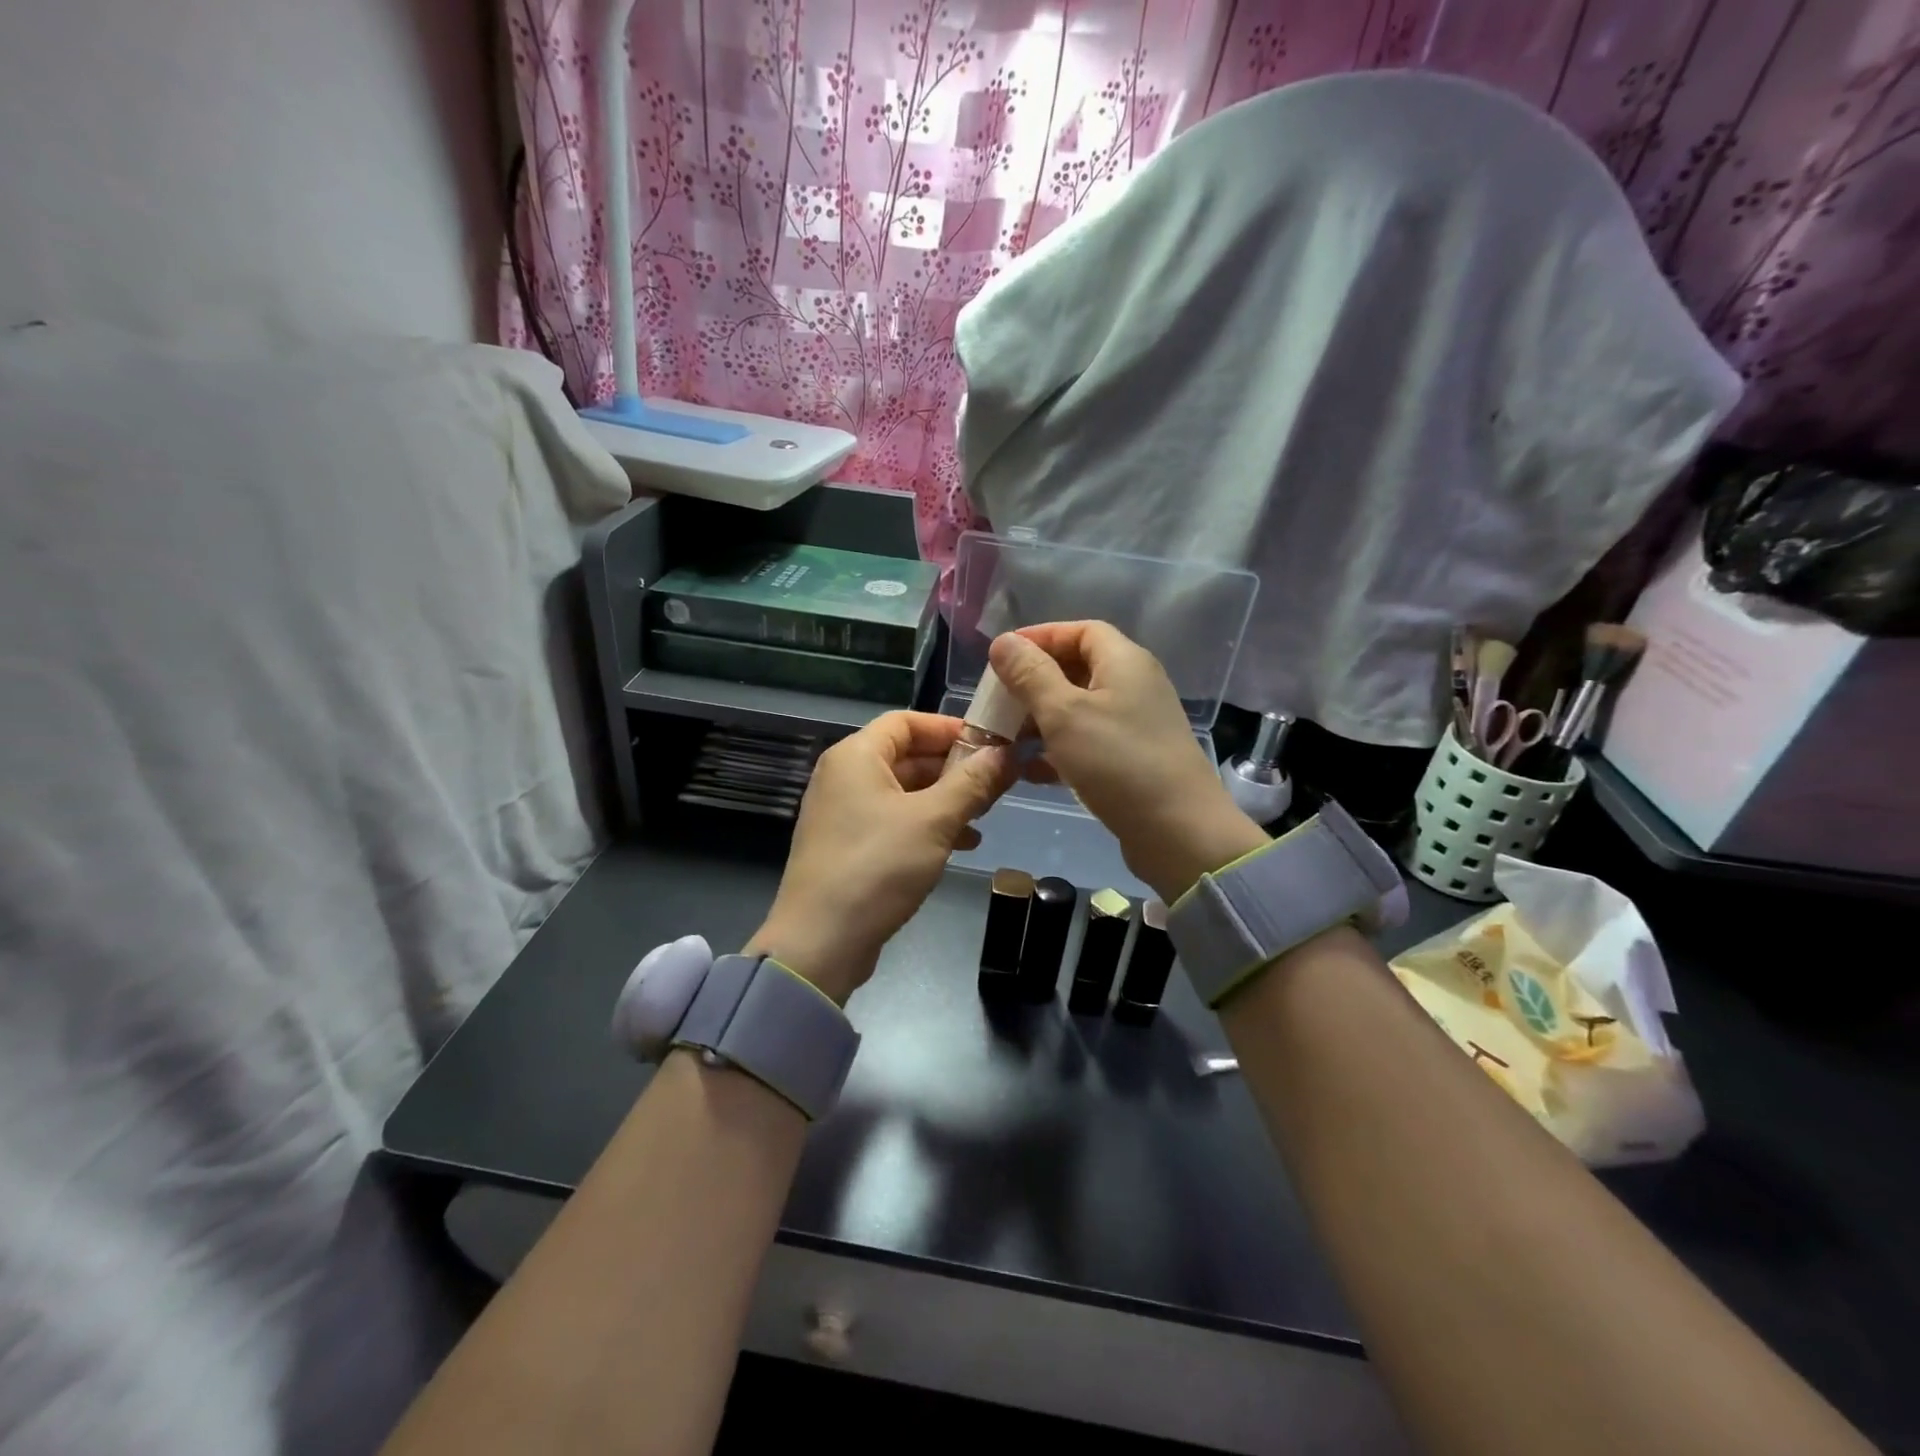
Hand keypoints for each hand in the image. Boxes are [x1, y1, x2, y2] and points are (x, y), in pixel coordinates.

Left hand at [749, 712, 1013, 1003]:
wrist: (821, 942)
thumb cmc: (877, 866)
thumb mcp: (934, 821)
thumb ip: (972, 783)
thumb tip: (1006, 753)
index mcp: (856, 756)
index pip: (907, 721)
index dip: (950, 727)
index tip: (991, 743)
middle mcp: (844, 776)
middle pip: (907, 755)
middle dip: (954, 767)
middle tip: (997, 781)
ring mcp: (843, 813)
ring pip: (904, 791)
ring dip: (945, 798)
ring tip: (985, 813)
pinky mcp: (849, 846)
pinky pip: (894, 821)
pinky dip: (927, 825)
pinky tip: (962, 844)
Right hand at [989, 622, 1267, 902]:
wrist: (1178, 831)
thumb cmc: (1117, 762)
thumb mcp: (1063, 713)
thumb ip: (1030, 675)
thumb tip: (1003, 641)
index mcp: (1124, 662)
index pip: (1081, 630)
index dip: (1041, 637)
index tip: (1003, 656)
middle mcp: (1135, 686)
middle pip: (1079, 668)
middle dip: (1036, 681)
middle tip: (999, 700)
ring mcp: (1137, 725)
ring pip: (1081, 709)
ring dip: (1043, 718)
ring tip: (1007, 736)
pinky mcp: (1133, 760)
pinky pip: (1089, 742)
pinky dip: (1059, 750)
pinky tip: (1030, 771)